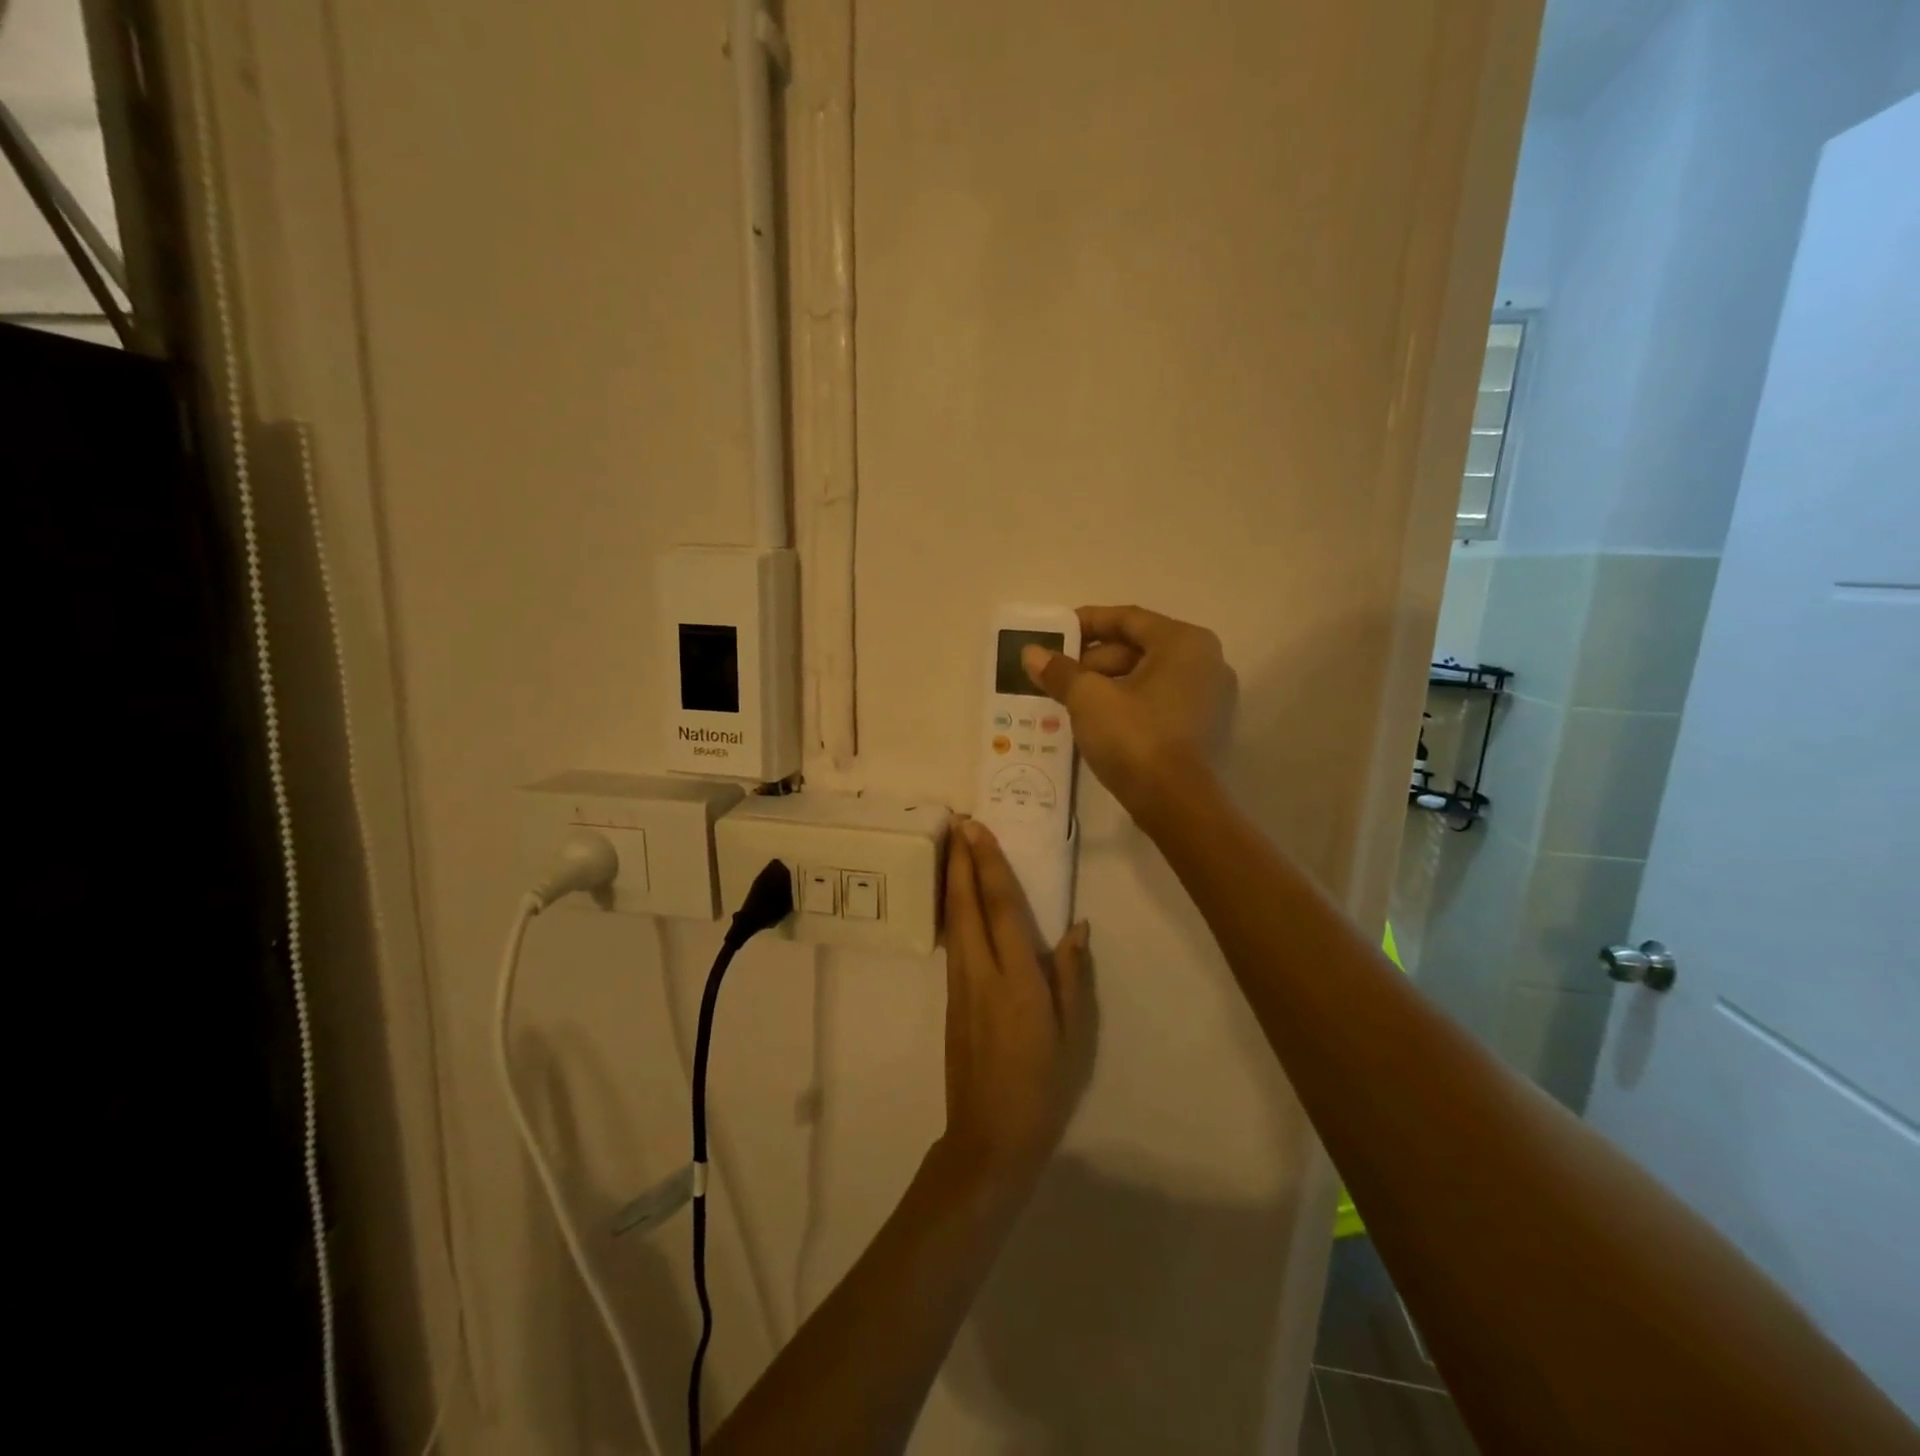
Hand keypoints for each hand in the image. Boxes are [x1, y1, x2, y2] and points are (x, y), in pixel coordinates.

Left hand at [938, 820, 1093, 1196]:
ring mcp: (960, 986)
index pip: (1000, 908)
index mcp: (1016, 980)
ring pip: (953, 920)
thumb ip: (1070, 977)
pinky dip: (953, 910)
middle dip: (961, 860)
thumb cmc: (1042, 1088)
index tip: (976, 830)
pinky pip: (952, 942)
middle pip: (966, 905)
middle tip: (955, 821)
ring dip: (953, 880)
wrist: (988, 1138)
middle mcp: (981, 973)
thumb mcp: (1072, 1036)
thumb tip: (1076, 928)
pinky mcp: (950, 999)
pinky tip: (957, 899)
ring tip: (953, 848)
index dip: (989, 865)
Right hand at [1022, 605, 1231, 818]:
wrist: (1177, 805)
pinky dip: (1128, 703)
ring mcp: (1210, 697)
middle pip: (1139, 648)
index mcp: (1183, 642)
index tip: (1055, 634)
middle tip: (1057, 674)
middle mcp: (1206, 661)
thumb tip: (1031, 653)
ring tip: (1069, 699)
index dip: (1087, 622)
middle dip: (1093, 660)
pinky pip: (1159, 702)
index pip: (1128, 618)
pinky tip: (1097, 720)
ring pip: (1148, 677)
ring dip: (1107, 684)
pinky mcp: (1205, 728)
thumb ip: (1060, 671)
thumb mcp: (1088, 699)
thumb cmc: (1135, 738)